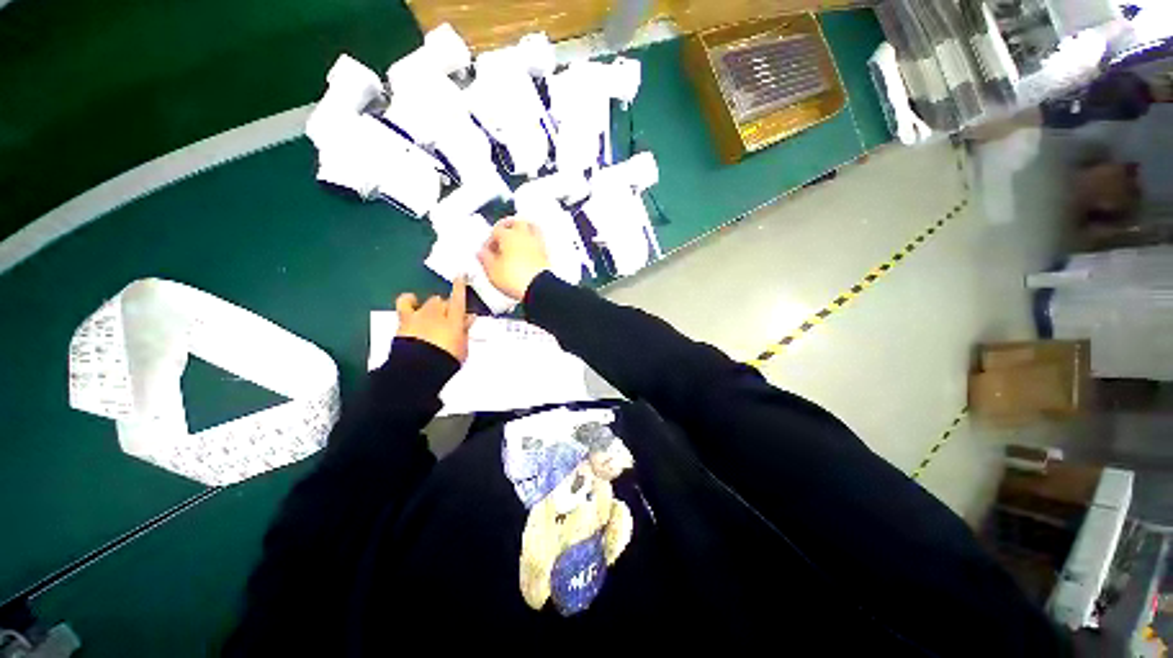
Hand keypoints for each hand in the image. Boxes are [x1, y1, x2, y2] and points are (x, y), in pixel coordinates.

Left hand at [395, 276, 473, 361]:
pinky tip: (412, 301)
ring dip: (433, 306)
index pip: (459, 299)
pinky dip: (409, 300)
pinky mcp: (404, 320)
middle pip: (443, 302)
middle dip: (447, 307)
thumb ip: (465, 331)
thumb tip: (468, 318)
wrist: (418, 368)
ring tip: (433, 314)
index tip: (461, 275)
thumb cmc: (446, 360)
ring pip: (429, 301)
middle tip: (449, 319)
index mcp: (454, 319)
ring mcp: (420, 315)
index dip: (460, 286)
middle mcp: (437, 312)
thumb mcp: (462, 347)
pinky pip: (404, 303)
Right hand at [477, 218, 550, 300]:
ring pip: (531, 228)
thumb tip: (482, 253)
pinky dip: (533, 243)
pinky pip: (539, 242)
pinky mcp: (546, 254)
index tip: (487, 250)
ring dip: (523, 230)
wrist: (538, 288)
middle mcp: (524, 236)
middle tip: (502, 234)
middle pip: (516, 222)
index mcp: (508, 235)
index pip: (495, 231)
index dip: (489, 240)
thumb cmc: (517, 278)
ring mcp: (537, 244)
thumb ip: (485, 258)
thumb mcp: (492, 270)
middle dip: (508, 226)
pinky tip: (528, 251)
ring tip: (517, 238)